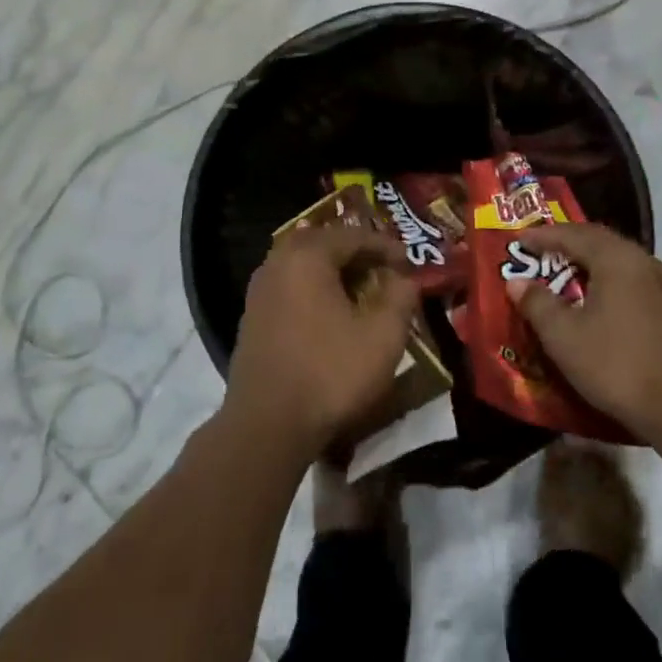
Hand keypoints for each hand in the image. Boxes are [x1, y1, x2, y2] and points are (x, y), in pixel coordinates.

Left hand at [224, 226, 418, 466]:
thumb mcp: (383, 336)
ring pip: (304, 266)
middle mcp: (277, 262)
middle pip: (325, 243)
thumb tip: (405, 278)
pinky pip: (290, 287)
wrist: (267, 425)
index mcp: (307, 255)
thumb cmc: (330, 373)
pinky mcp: (252, 317)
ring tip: (363, 292)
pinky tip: (332, 315)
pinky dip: (315, 291)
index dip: (387, 246)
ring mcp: (259, 290)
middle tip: (385, 271)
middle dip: (358, 254)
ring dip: (335, 273)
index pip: (354, 235)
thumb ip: (401, 297)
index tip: (410, 264)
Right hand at [508, 224, 661, 444]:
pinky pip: (633, 282)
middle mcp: (645, 263)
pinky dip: (608, 282)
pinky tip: (599, 302)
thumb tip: (517, 282)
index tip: (518, 239)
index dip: (543, 236)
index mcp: (618, 259)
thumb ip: (537, 303)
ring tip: (566, 273)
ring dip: (590, 262)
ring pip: (620, 262)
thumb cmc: (617, 365)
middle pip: (600, 241)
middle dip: (568, 243)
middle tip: (540, 250)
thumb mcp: (564, 336)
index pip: (574, 234)